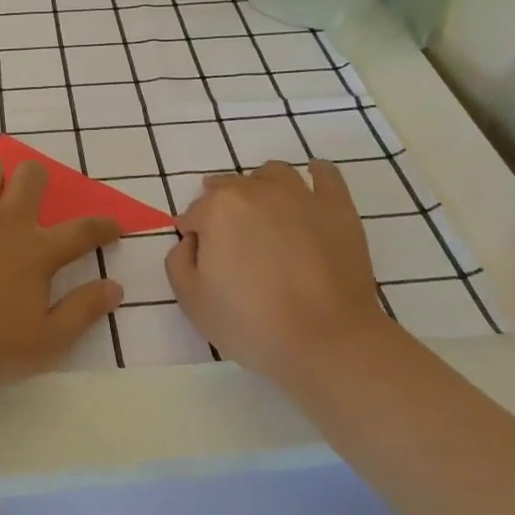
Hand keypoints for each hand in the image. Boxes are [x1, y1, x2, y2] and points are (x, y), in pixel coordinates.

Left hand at [0, 160, 122, 388]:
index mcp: (37, 249)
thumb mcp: (43, 343)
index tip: (113, 225)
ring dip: (0, 182)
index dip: (103, 226)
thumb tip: (115, 287)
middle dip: (41, 181)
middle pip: (32, 176)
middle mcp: (6, 219)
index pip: (82, 230)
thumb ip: (82, 311)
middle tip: (35, 203)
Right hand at [168, 159, 394, 385]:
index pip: (194, 213)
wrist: (327, 340)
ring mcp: (300, 195)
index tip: (205, 263)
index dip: (195, 237)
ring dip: (261, 187)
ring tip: (266, 216)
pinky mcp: (337, 207)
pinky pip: (325, 174)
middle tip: (234, 247)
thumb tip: (192, 240)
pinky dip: (315, 175)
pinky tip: (310, 190)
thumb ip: (178, 260)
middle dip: (224, 211)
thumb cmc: (252, 323)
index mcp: (218, 208)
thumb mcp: (191, 300)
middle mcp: (257, 190)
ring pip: (273, 174)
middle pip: (230, 188)